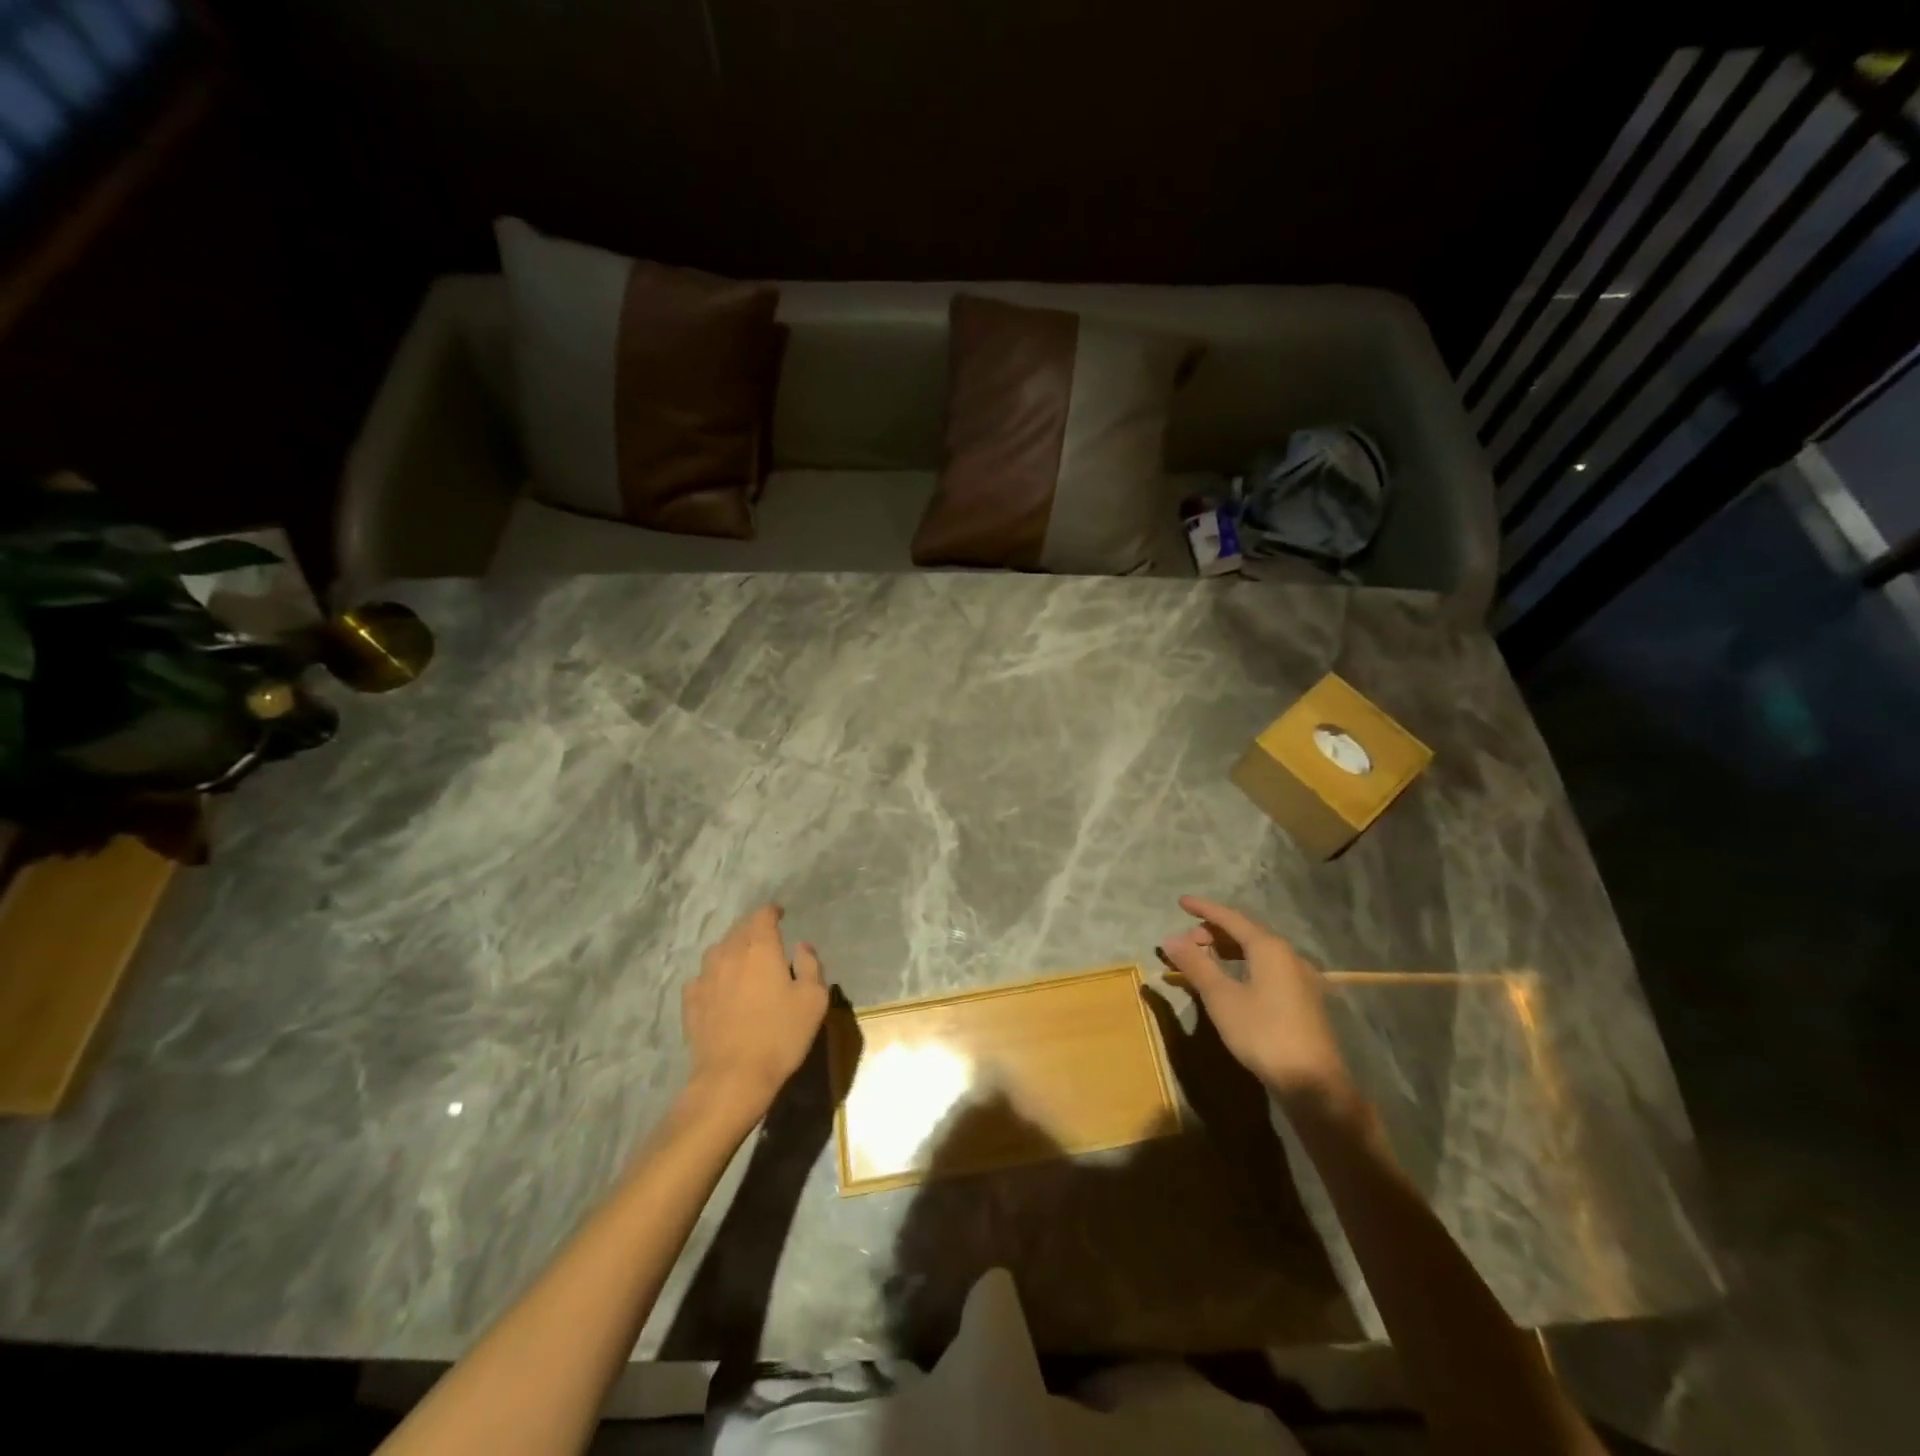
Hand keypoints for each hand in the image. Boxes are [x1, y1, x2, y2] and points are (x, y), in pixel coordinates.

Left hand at [682, 905, 827, 1117]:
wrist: (732, 1077)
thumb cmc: (781, 1035)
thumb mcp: (813, 999)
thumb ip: (810, 965)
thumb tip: (802, 946)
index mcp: (760, 948)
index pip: (762, 916)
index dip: (772, 912)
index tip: (780, 915)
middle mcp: (729, 953)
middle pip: (739, 929)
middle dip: (753, 928)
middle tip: (766, 938)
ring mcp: (705, 977)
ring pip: (718, 950)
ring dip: (732, 949)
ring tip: (743, 961)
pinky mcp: (691, 1001)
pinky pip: (703, 976)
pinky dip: (715, 975)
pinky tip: (721, 988)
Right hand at [1158, 896, 1353, 1110]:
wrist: (1313, 1083)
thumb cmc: (1263, 1033)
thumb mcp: (1221, 998)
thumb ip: (1196, 965)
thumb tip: (1170, 939)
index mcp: (1269, 948)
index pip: (1231, 918)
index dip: (1204, 909)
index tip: (1181, 902)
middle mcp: (1289, 956)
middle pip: (1247, 933)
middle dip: (1214, 932)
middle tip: (1188, 942)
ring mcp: (1301, 979)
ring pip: (1259, 952)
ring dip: (1229, 950)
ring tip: (1205, 958)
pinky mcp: (1304, 1000)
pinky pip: (1268, 969)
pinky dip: (1244, 965)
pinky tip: (1234, 981)